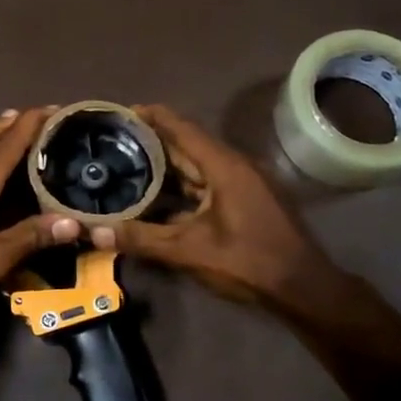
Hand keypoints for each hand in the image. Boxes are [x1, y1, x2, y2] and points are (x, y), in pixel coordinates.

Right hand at [91, 104, 347, 312]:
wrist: (304, 289)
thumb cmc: (248, 263)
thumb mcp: (190, 251)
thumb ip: (142, 238)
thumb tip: (95, 231)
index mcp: (224, 166)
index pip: (182, 128)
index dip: (153, 116)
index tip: (123, 110)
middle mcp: (235, 166)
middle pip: (188, 145)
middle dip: (153, 141)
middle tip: (116, 140)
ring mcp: (244, 183)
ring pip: (198, 166)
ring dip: (167, 166)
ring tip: (129, 165)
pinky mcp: (247, 200)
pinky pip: (207, 183)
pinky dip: (182, 186)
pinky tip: (159, 198)